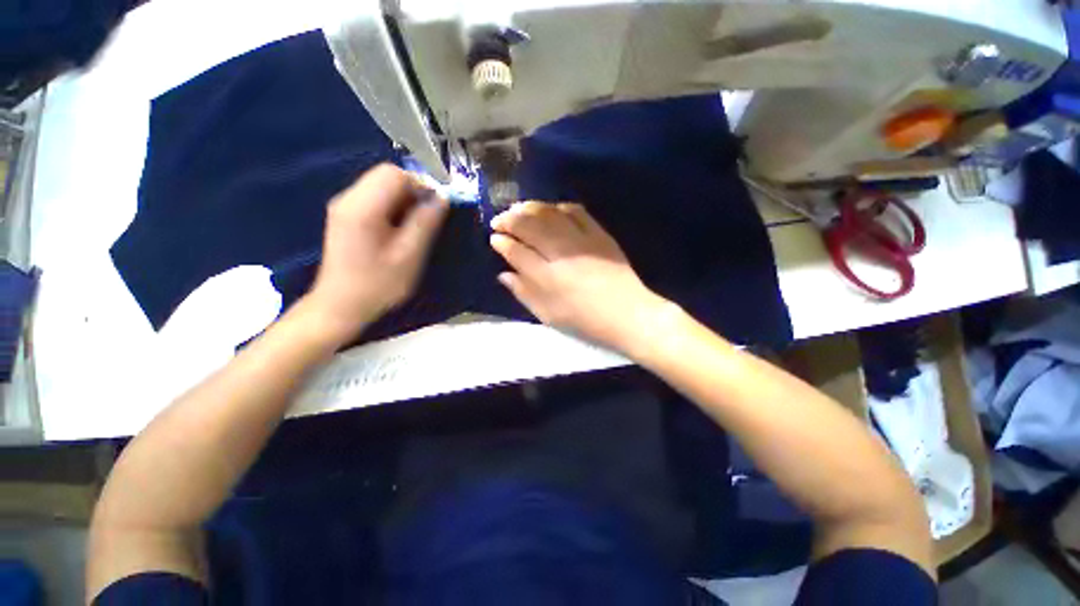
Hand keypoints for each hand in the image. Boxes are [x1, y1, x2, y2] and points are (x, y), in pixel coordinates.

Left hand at [301, 164, 447, 344]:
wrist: (340, 306)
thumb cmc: (378, 285)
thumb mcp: (409, 256)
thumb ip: (426, 223)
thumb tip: (442, 198)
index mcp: (362, 207)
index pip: (394, 174)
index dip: (421, 184)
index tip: (437, 207)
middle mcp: (348, 199)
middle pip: (386, 175)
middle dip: (413, 191)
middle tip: (428, 218)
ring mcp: (344, 206)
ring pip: (381, 186)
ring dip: (404, 200)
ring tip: (416, 226)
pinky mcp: (345, 216)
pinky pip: (374, 198)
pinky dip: (393, 207)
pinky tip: (399, 230)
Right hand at [490, 201, 668, 351]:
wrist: (627, 314)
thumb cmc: (585, 320)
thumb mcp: (549, 315)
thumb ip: (524, 293)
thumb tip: (504, 274)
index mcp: (547, 278)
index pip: (516, 252)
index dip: (502, 243)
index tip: (494, 238)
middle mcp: (561, 254)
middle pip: (529, 227)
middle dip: (510, 220)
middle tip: (500, 220)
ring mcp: (582, 241)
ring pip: (549, 214)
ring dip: (529, 208)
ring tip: (518, 209)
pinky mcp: (599, 234)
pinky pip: (576, 211)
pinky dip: (559, 207)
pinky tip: (550, 209)